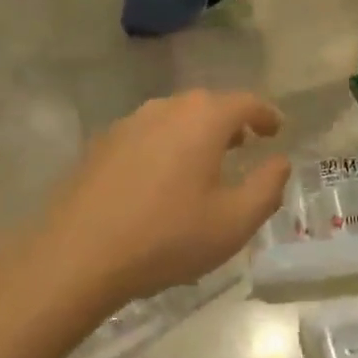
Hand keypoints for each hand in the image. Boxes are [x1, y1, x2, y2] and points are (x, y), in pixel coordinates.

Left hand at [41, 90, 290, 307]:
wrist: (76, 255)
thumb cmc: (167, 237)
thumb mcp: (234, 222)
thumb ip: (267, 187)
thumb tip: (280, 161)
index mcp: (203, 119)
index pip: (245, 102)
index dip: (266, 114)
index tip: (277, 129)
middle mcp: (167, 109)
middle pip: (208, 104)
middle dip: (230, 121)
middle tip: (244, 144)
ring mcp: (129, 123)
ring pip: (174, 117)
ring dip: (195, 132)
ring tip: (204, 161)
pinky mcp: (102, 144)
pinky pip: (146, 134)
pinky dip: (165, 145)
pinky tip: (160, 179)